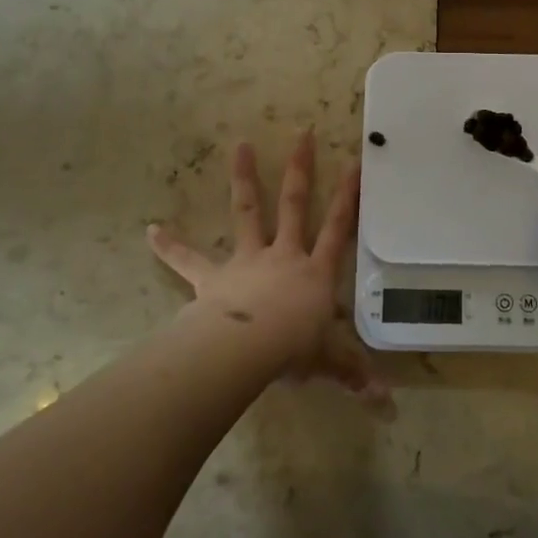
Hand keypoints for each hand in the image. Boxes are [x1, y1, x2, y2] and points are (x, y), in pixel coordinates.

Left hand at [147, 130, 389, 408]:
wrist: (247, 348)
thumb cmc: (294, 349)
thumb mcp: (329, 362)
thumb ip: (354, 376)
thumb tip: (386, 404)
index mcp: (315, 272)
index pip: (338, 228)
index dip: (348, 197)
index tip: (353, 162)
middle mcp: (283, 255)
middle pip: (294, 204)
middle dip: (300, 168)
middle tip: (301, 133)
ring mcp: (247, 260)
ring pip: (248, 211)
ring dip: (244, 177)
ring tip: (239, 144)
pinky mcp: (213, 276)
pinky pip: (189, 259)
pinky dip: (171, 246)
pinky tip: (150, 231)